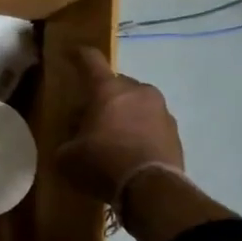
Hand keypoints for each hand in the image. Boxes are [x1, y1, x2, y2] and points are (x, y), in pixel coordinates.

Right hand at [55, 47, 186, 204]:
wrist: (150, 188)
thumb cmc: (103, 164)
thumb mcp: (68, 157)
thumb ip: (67, 143)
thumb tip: (71, 143)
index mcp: (108, 90)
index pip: (91, 61)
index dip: (79, 55)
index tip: (72, 52)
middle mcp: (138, 91)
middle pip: (116, 85)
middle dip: (103, 97)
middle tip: (90, 117)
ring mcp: (161, 110)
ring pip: (136, 104)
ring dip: (124, 114)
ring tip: (113, 138)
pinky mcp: (175, 131)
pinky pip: (151, 124)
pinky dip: (140, 131)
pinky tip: (130, 151)